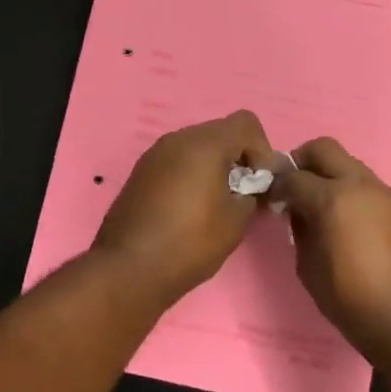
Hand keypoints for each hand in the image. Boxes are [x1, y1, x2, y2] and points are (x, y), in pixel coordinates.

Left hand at [93, 111, 275, 302]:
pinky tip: (190, 208)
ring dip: (214, 166)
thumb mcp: (236, 221)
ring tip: (216, 203)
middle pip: (220, 132)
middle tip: (242, 194)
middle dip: (238, 157)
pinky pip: (176, 161)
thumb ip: (251, 193)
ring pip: (196, 146)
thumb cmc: (190, 242)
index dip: (262, 149)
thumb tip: (250, 187)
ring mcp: (155, 154)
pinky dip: (191, 174)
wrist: (128, 269)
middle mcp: (177, 139)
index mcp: (204, 144)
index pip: (245, 123)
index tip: (259, 182)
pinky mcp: (140, 172)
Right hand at [273, 138, 390, 356]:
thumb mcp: (308, 268)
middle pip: (324, 149)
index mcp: (332, 198)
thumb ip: (300, 231)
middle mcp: (360, 185)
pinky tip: (349, 223)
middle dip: (302, 161)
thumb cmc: (351, 299)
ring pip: (350, 165)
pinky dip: (352, 194)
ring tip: (322, 207)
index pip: (293, 176)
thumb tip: (300, 214)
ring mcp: (386, 194)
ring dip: (331, 176)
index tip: (271, 198)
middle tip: (293, 186)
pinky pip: (369, 188)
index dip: (276, 185)